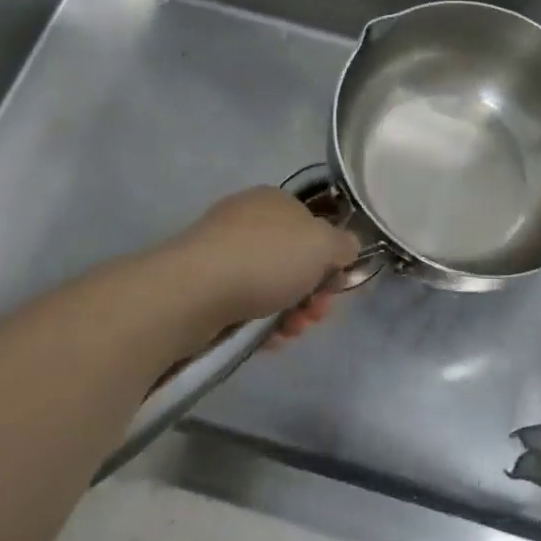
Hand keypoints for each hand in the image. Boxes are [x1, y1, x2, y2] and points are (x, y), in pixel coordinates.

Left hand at [170, 186, 359, 326]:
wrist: (194, 292)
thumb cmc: (266, 259)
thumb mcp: (324, 244)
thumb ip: (344, 245)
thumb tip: (346, 249)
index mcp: (275, 200)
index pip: (313, 225)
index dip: (331, 257)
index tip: (337, 285)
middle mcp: (247, 221)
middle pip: (294, 260)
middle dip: (312, 292)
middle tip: (316, 314)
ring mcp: (222, 254)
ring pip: (271, 286)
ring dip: (292, 312)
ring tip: (292, 332)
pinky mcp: (203, 287)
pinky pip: (245, 305)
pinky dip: (263, 323)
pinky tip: (269, 340)